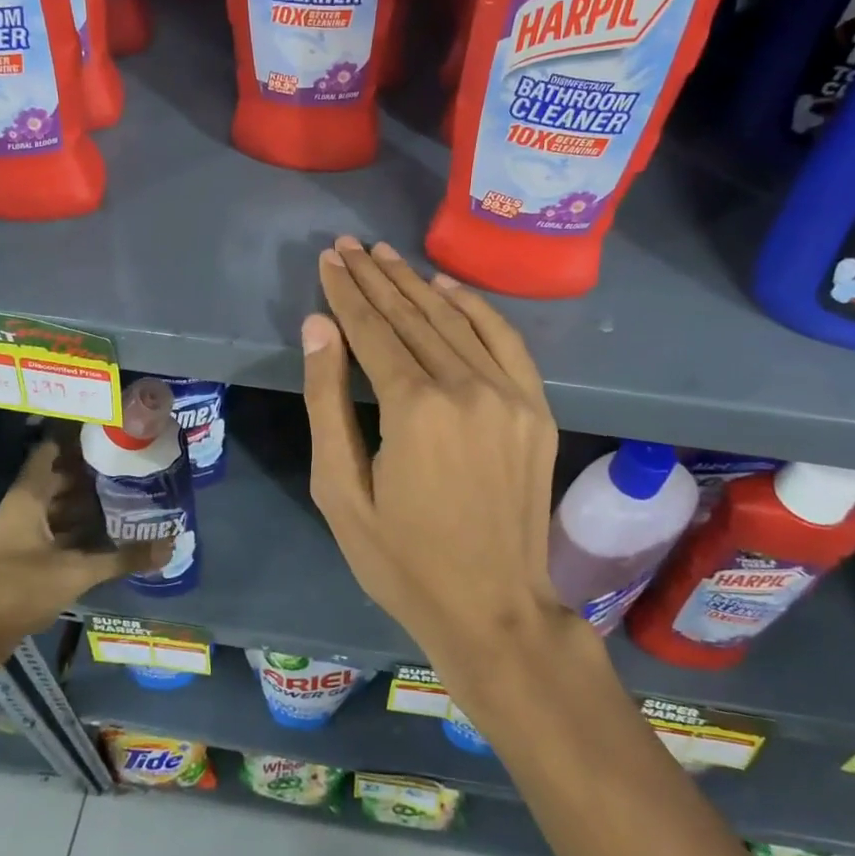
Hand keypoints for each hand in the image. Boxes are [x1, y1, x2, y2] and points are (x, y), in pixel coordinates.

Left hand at [0, 441, 168, 647]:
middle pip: (57, 478)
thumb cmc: (20, 589)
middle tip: (128, 465)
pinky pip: (54, 528)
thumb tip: (168, 547)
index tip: (108, 433)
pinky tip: (104, 532)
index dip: (76, 440)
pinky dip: (76, 526)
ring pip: (56, 505)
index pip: (50, 452)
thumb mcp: (77, 572)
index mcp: (28, 497)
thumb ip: (122, 558)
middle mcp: (22, 507)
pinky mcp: (22, 555)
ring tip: (124, 494)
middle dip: (90, 473)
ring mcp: (20, 531)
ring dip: (84, 502)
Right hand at [300, 236, 565, 689]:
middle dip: (376, 277)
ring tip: (386, 255)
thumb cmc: (402, 560)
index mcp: (413, 409)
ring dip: (416, 284)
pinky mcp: (535, 408)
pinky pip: (504, 340)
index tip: (329, 259)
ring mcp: (509, 395)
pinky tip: (447, 286)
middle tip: (350, 245)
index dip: (347, 292)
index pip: (372, 330)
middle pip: (412, 315)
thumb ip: (326, 402)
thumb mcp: (340, 491)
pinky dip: (475, 307)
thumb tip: (319, 327)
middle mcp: (465, 387)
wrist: (494, 609)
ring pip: (455, 320)